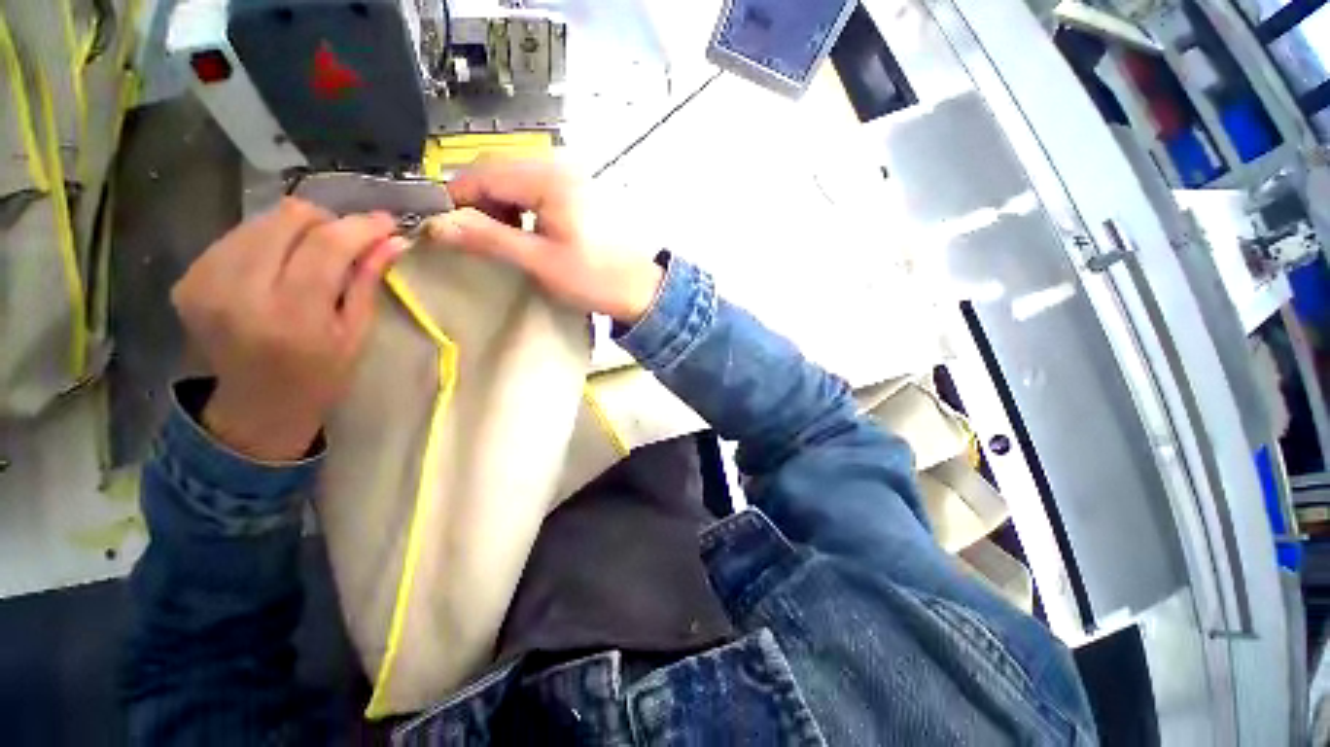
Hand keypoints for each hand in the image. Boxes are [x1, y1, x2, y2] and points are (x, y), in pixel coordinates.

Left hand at [172, 198, 404, 460]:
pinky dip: (267, 242)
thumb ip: (368, 282)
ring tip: (309, 258)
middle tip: (345, 243)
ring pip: (262, 220)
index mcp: (292, 314)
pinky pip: (238, 236)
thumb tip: (392, 239)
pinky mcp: (188, 278)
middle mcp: (240, 291)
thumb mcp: (357, 334)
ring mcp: (205, 282)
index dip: (360, 226)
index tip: (386, 222)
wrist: (257, 405)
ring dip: (296, 231)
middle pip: (289, 218)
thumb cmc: (321, 375)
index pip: (327, 244)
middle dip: (327, 222)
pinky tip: (277, 268)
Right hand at [428, 159, 664, 323]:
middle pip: (498, 169)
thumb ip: (489, 238)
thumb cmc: (597, 279)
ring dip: (500, 204)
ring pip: (516, 178)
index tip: (444, 230)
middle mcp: (560, 164)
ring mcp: (573, 174)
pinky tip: (528, 230)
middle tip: (477, 239)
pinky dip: (523, 205)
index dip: (456, 200)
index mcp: (548, 178)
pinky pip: (537, 187)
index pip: (482, 173)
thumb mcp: (540, 261)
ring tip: (506, 239)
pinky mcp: (581, 189)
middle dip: (479, 202)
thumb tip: (437, 225)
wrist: (644, 289)